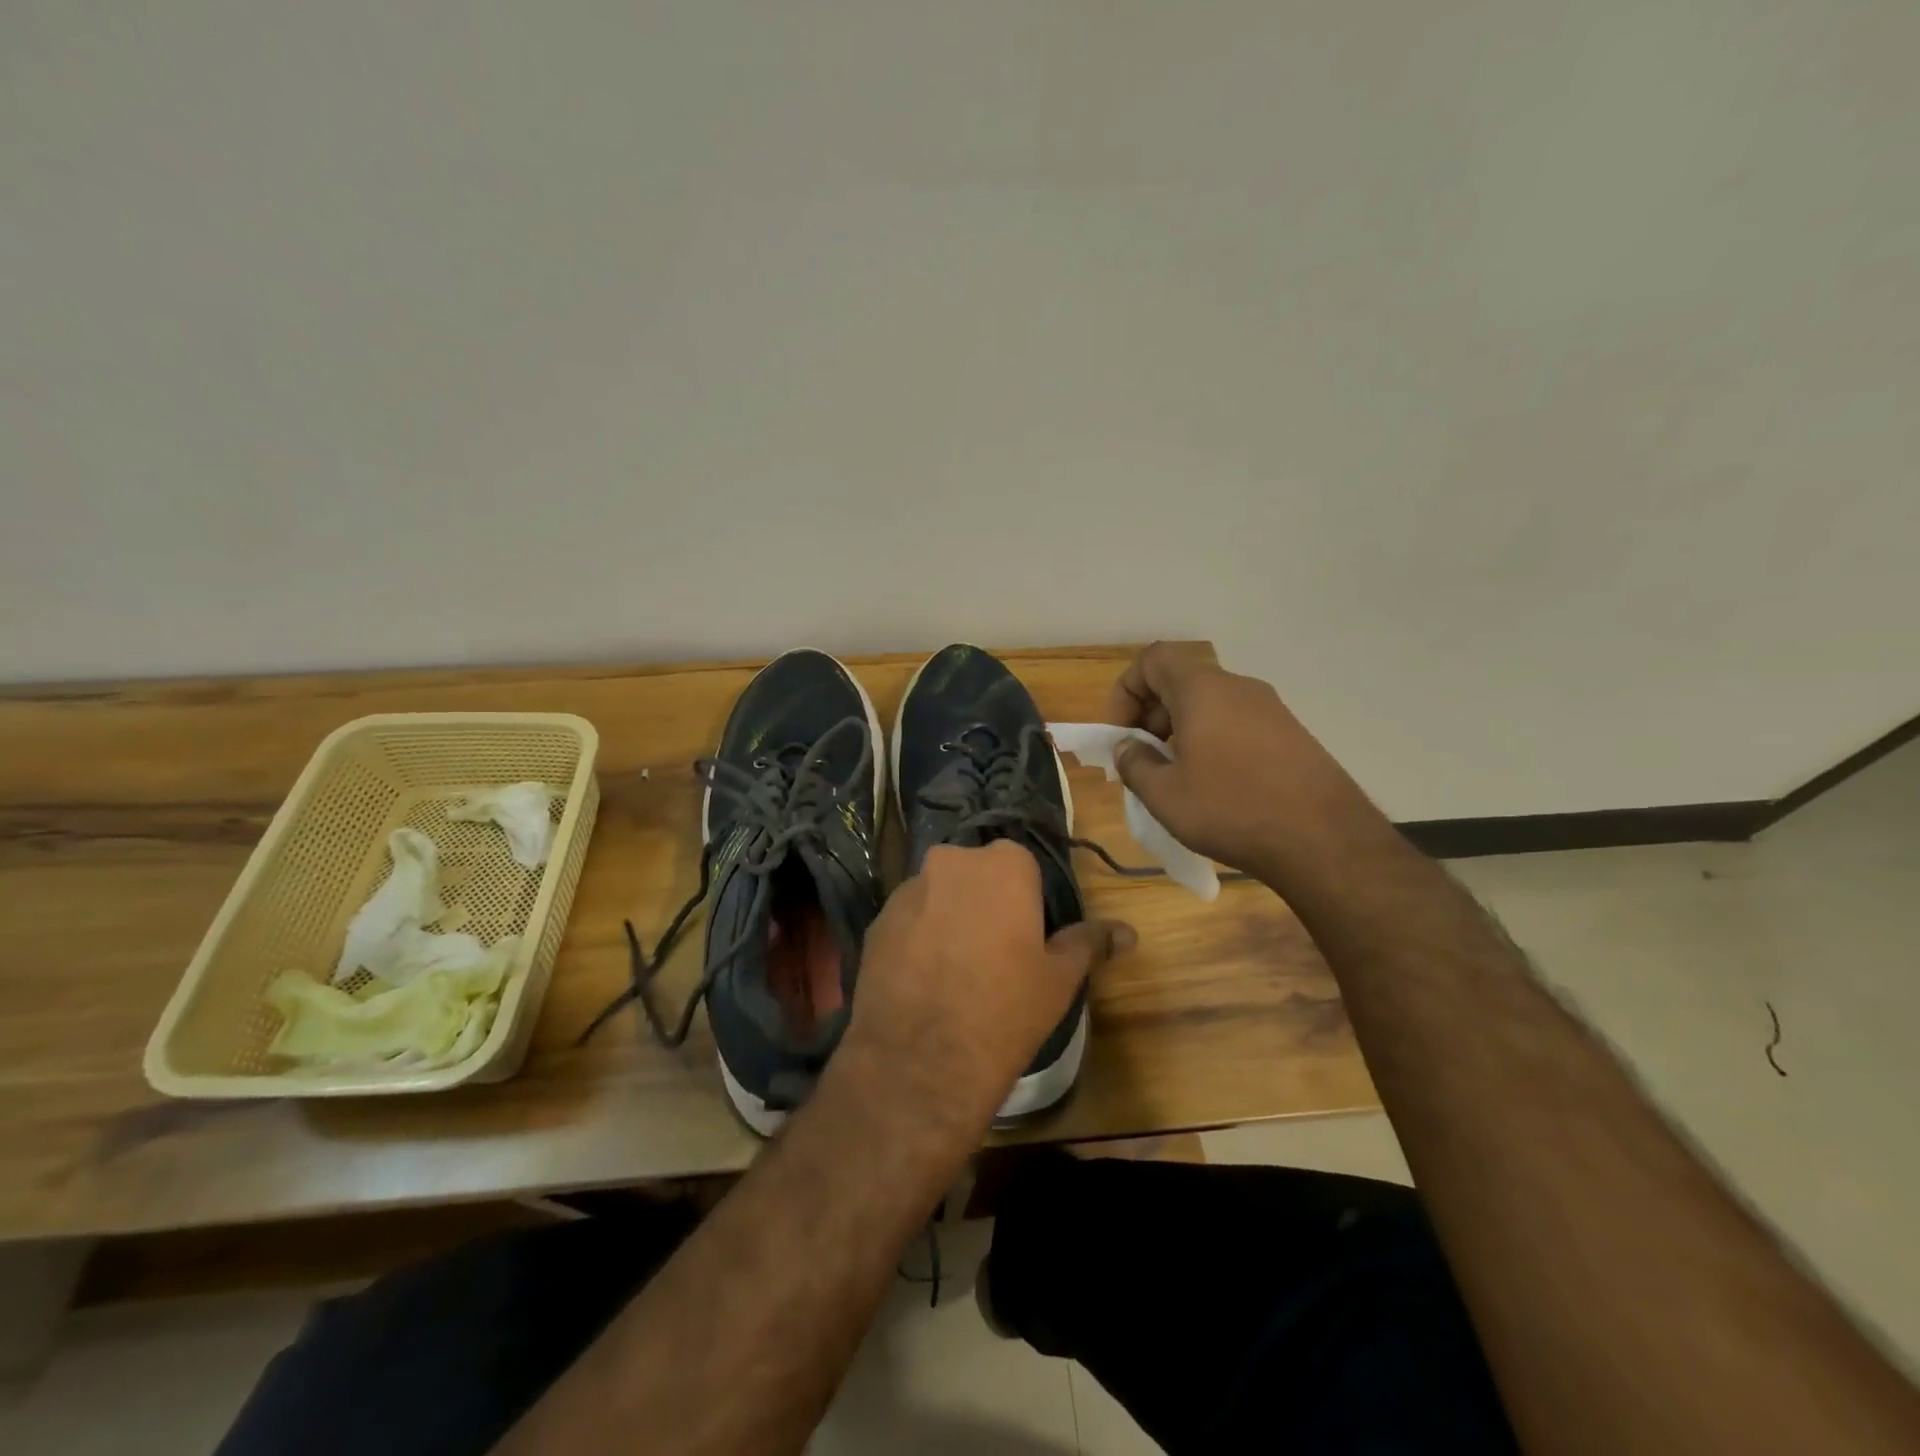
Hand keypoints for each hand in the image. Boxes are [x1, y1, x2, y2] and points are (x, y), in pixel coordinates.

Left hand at [841, 841, 1132, 1132]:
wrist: (921, 1059)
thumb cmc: (1005, 1009)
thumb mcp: (1059, 979)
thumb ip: (1090, 943)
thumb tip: (1128, 932)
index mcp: (1004, 864)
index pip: (1021, 867)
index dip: (1026, 903)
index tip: (1026, 939)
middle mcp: (952, 861)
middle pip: (976, 874)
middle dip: (985, 902)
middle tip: (994, 953)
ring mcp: (908, 888)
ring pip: (939, 894)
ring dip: (949, 917)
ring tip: (955, 970)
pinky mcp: (877, 919)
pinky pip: (908, 918)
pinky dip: (918, 936)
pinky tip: (924, 978)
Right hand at [1107, 641, 1374, 877]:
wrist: (1325, 840)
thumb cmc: (1232, 809)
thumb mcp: (1165, 795)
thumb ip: (1135, 764)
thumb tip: (1128, 748)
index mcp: (1203, 690)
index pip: (1153, 659)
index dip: (1126, 690)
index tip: (1121, 734)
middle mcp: (1238, 688)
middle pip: (1181, 681)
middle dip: (1151, 715)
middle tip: (1143, 759)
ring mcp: (1271, 710)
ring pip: (1210, 705)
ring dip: (1181, 731)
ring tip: (1176, 778)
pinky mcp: (1291, 735)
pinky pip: (1236, 724)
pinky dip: (1212, 742)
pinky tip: (1214, 787)